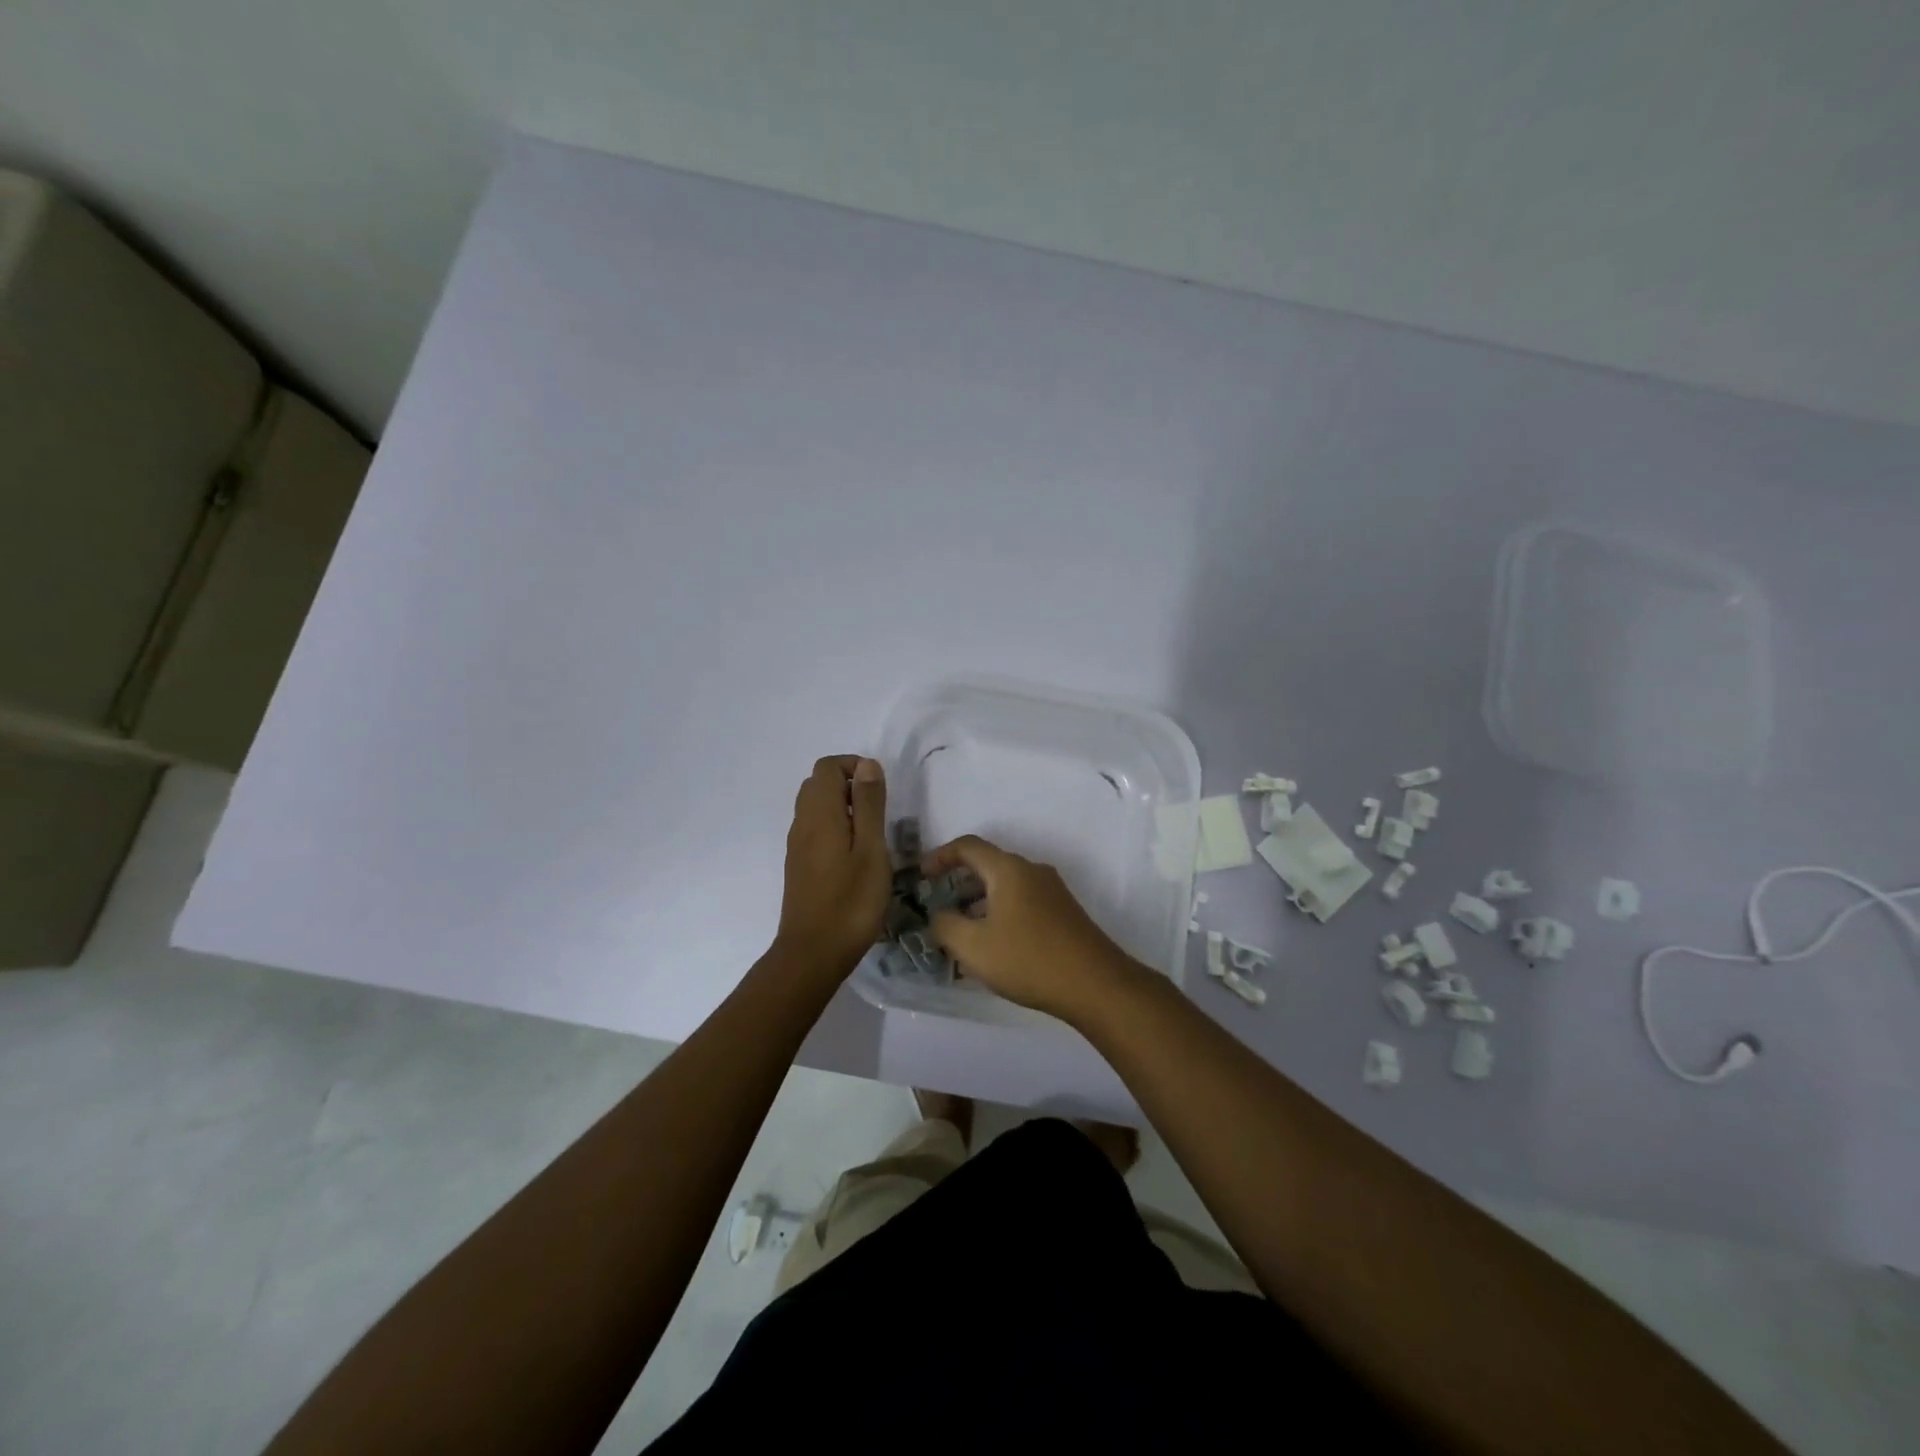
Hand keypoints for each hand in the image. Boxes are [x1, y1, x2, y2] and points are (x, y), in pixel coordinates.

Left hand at [772, 755, 891, 983]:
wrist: (813, 953)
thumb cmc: (851, 901)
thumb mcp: (871, 849)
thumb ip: (869, 804)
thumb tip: (867, 765)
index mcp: (819, 814)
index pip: (827, 767)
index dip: (854, 767)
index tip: (880, 790)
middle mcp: (802, 823)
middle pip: (818, 783)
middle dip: (848, 784)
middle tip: (877, 811)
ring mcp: (797, 845)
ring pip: (814, 807)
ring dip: (841, 807)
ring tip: (870, 834)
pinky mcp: (798, 865)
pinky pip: (813, 829)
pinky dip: (833, 826)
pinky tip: (854, 856)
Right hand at [922, 836, 1136, 1020]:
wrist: (1095, 984)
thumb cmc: (1028, 959)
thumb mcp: (973, 946)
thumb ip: (945, 925)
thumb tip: (938, 915)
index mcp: (1008, 869)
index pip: (968, 846)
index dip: (940, 856)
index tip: (922, 876)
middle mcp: (1031, 871)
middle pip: (988, 864)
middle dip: (958, 882)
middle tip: (937, 905)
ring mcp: (1052, 891)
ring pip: (1006, 886)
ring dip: (979, 901)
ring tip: (961, 931)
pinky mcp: (1063, 912)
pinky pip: (1022, 901)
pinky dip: (1000, 912)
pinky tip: (993, 946)